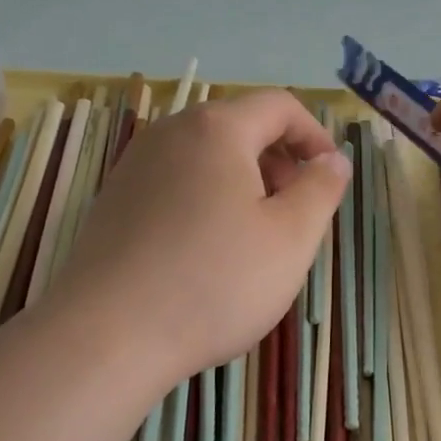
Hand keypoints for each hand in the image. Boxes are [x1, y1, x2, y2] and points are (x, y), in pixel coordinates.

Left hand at [46, 89, 350, 393]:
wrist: (107, 336)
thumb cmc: (214, 281)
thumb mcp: (291, 238)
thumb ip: (322, 188)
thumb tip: (332, 159)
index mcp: (216, 128)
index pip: (279, 105)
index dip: (314, 134)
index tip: (329, 176)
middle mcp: (169, 133)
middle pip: (239, 128)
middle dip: (279, 162)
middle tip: (295, 214)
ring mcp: (134, 166)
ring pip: (206, 158)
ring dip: (243, 184)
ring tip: (254, 239)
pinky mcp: (114, 202)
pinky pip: (175, 184)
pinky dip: (206, 201)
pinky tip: (207, 255)